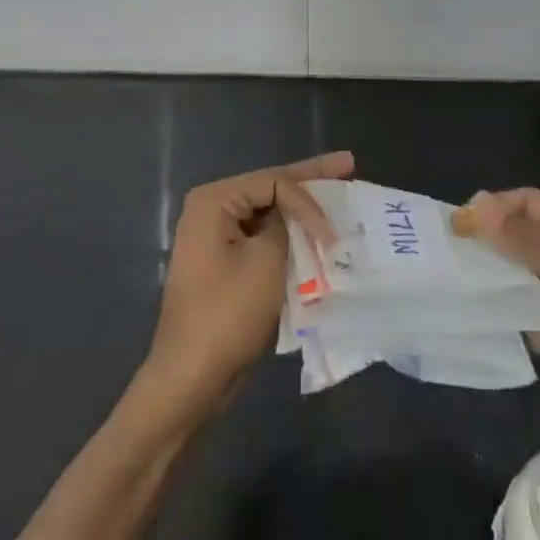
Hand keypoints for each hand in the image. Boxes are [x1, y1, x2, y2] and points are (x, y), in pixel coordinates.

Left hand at [143, 151, 355, 415]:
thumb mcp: (267, 260)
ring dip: (301, 212)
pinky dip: (289, 238)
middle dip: (309, 181)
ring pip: (268, 215)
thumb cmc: (228, 313)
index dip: (309, 198)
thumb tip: (292, 215)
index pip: (272, 181)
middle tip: (347, 164)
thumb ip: (285, 224)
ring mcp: (216, 239)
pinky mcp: (225, 265)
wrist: (193, 376)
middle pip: (269, 189)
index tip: (331, 234)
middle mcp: (210, 212)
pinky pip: (263, 240)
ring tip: (338, 195)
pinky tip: (316, 234)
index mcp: (213, 202)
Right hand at [452, 188, 539, 444]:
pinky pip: (522, 317)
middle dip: (483, 242)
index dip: (492, 207)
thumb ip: (526, 240)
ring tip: (444, 284)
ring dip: (487, 279)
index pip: (528, 204)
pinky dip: (499, 317)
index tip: (454, 224)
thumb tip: (475, 207)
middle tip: (439, 255)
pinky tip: (470, 320)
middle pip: (518, 239)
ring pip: (516, 279)